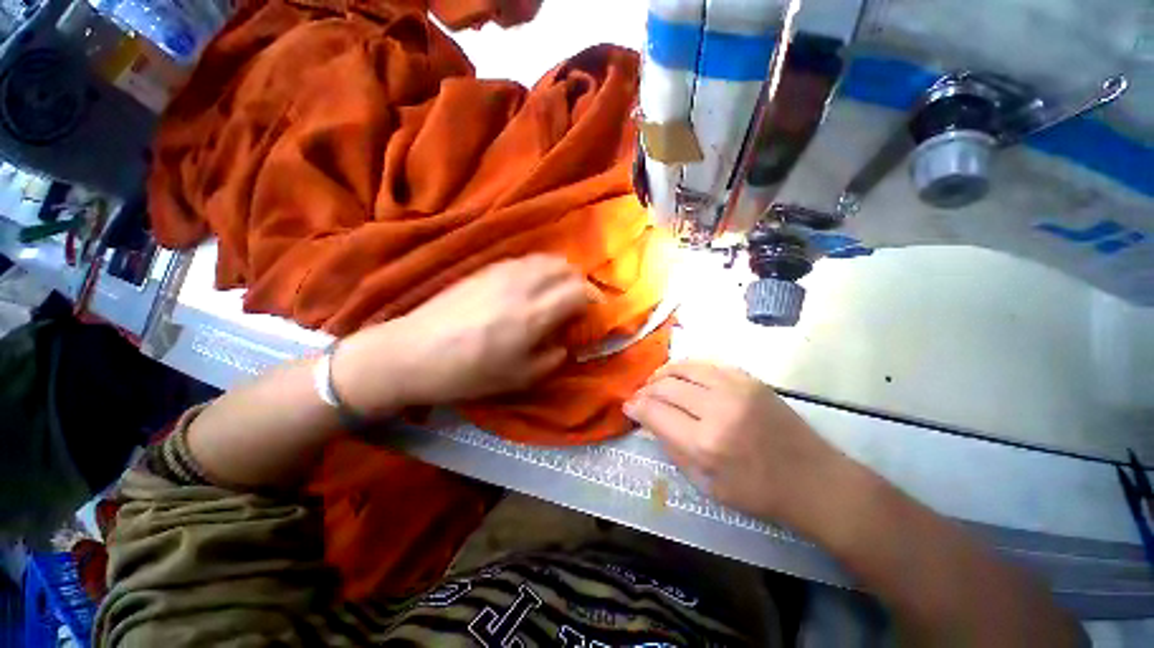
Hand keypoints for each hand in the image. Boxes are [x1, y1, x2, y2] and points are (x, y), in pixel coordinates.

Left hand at [335, 255, 591, 415]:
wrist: (412, 353)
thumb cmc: (468, 372)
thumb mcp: (519, 377)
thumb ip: (552, 357)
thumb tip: (564, 342)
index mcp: (534, 315)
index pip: (579, 292)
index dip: (593, 299)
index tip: (594, 312)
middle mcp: (523, 285)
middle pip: (566, 268)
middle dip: (579, 283)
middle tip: (577, 302)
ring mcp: (502, 272)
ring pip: (545, 259)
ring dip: (559, 273)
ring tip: (556, 291)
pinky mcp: (485, 269)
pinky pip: (523, 260)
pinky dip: (537, 269)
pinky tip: (529, 285)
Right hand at [624, 361, 850, 529]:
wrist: (814, 479)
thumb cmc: (758, 493)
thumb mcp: (707, 485)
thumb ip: (672, 448)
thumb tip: (648, 420)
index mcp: (705, 443)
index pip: (655, 412)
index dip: (635, 407)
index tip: (628, 406)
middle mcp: (717, 408)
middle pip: (665, 386)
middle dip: (645, 390)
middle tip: (640, 396)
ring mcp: (735, 388)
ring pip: (683, 367)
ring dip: (663, 373)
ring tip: (655, 382)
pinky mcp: (749, 379)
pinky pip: (706, 363)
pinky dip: (686, 367)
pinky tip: (681, 375)